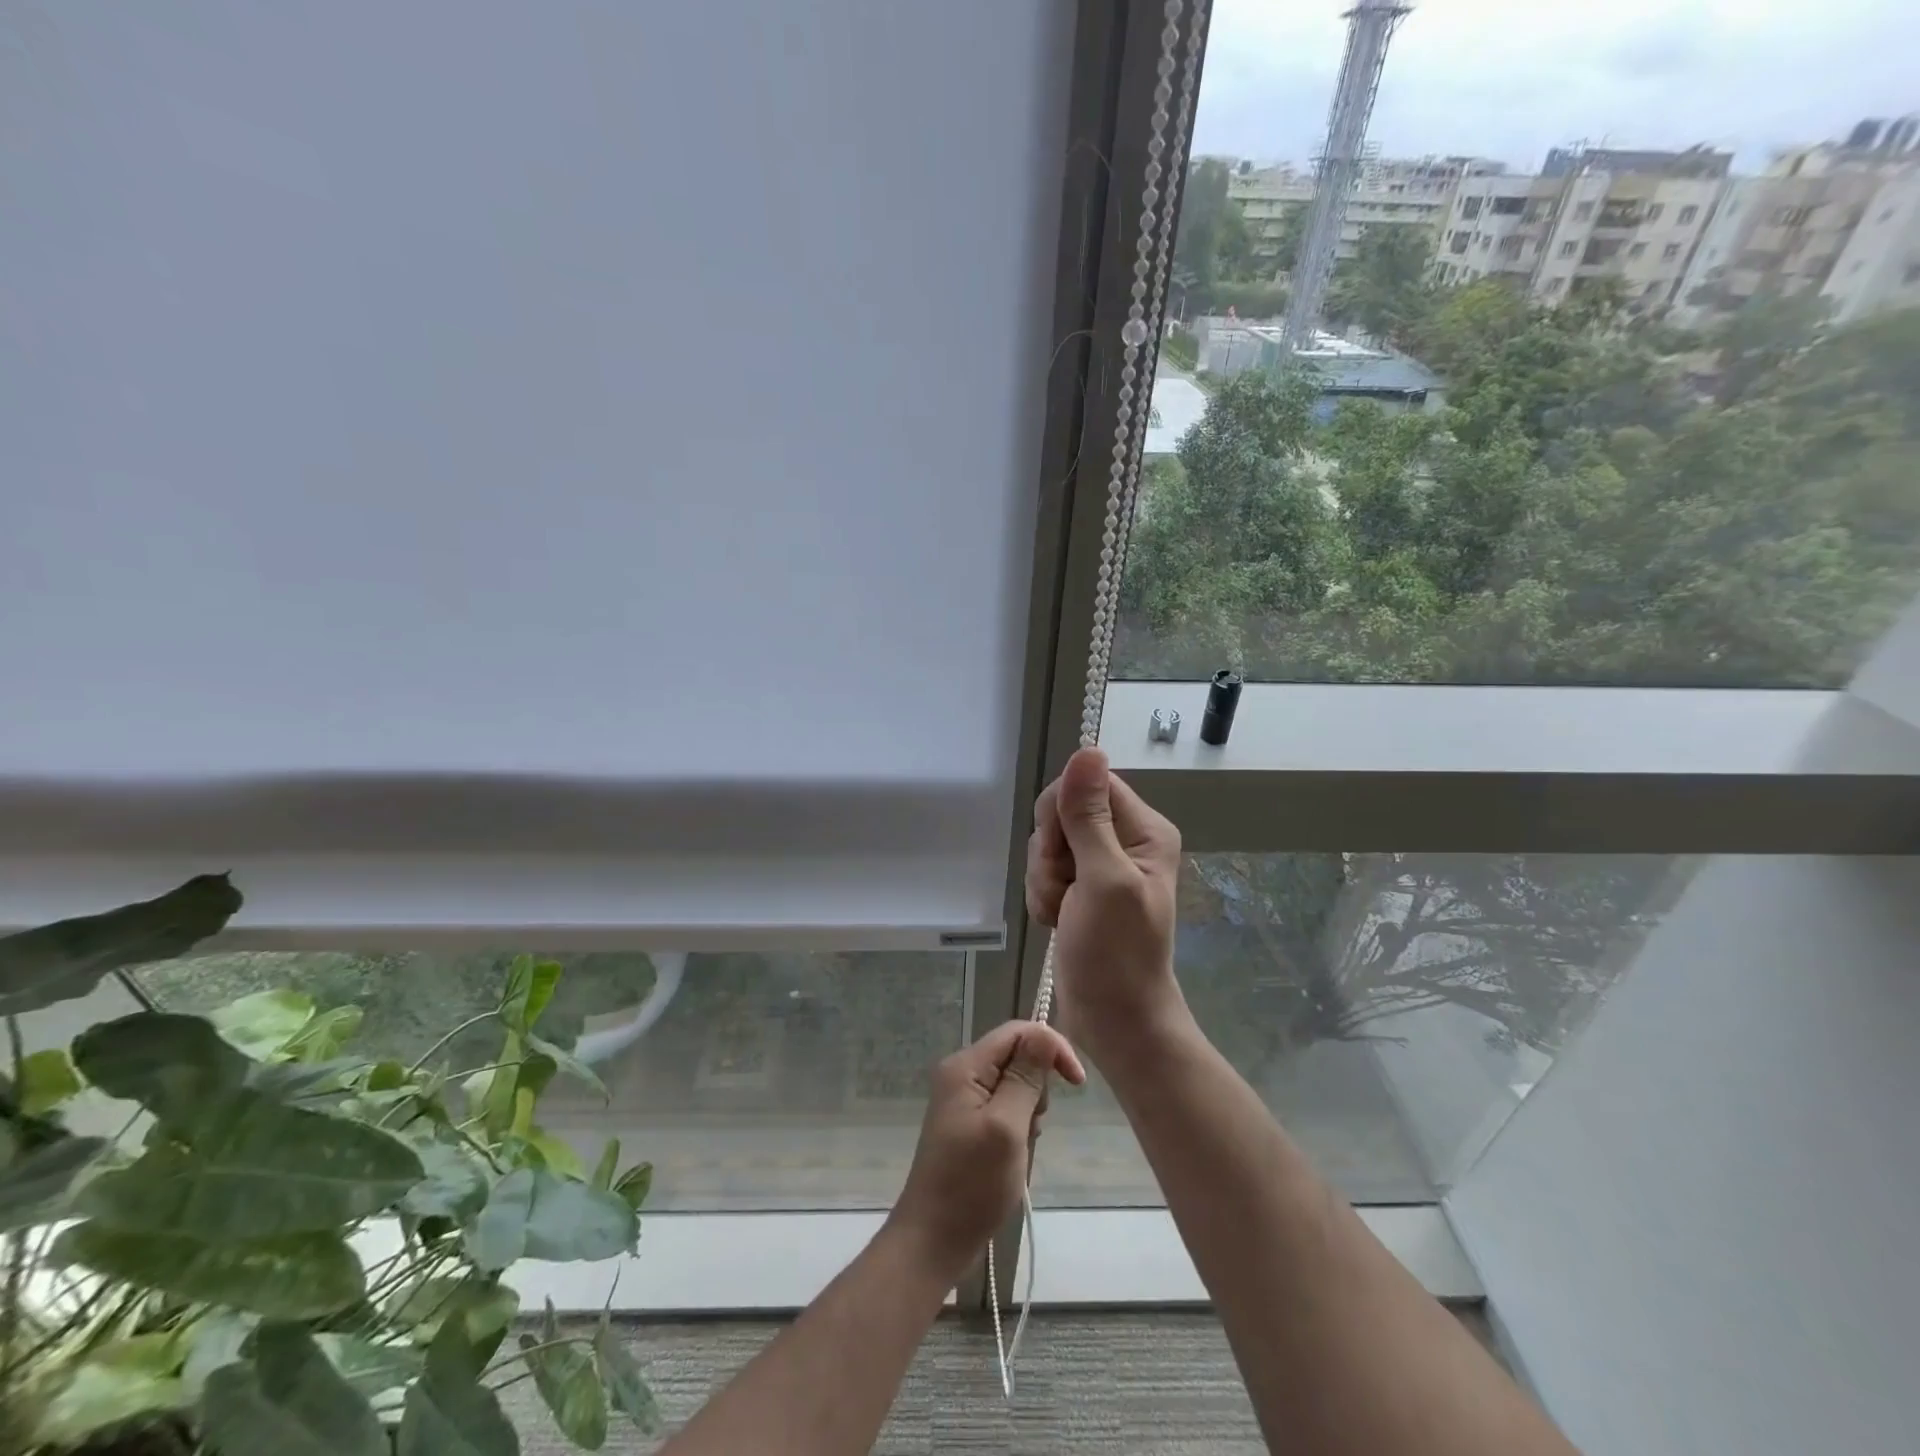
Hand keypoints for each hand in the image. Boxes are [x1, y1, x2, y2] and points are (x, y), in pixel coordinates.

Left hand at [887, 1020, 1084, 1281]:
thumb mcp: (1006, 1127)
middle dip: (1037, 1086)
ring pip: (1013, 1084)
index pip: (1017, 1032)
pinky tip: (1013, 1156)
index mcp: (965, 1066)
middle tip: (1033, 1127)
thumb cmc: (971, 1184)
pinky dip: (1018, 1127)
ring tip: (1020, 1147)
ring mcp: (962, 1100)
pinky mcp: (967, 1124)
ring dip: (1028, 1112)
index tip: (1077, 1082)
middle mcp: (961, 1074)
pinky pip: (1004, 1108)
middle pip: (1015, 1056)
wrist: (933, 1241)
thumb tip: (1044, 1034)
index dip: (1050, 1047)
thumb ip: (1025, 1078)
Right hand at [1026, 746, 1185, 1069]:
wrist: (1113, 1020)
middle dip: (1050, 852)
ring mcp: (1100, 865)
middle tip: (1064, 888)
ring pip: (1048, 843)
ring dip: (1044, 879)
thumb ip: (1089, 816)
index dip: (1062, 813)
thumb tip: (1087, 749)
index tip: (1061, 853)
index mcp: (1144, 830)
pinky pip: (1045, 869)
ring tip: (1062, 912)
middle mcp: (1124, 840)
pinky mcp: (1080, 888)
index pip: (1088, 784)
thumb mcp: (1104, 879)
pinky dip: (1043, 894)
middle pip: (1062, 812)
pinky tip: (1056, 921)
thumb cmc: (1117, 954)